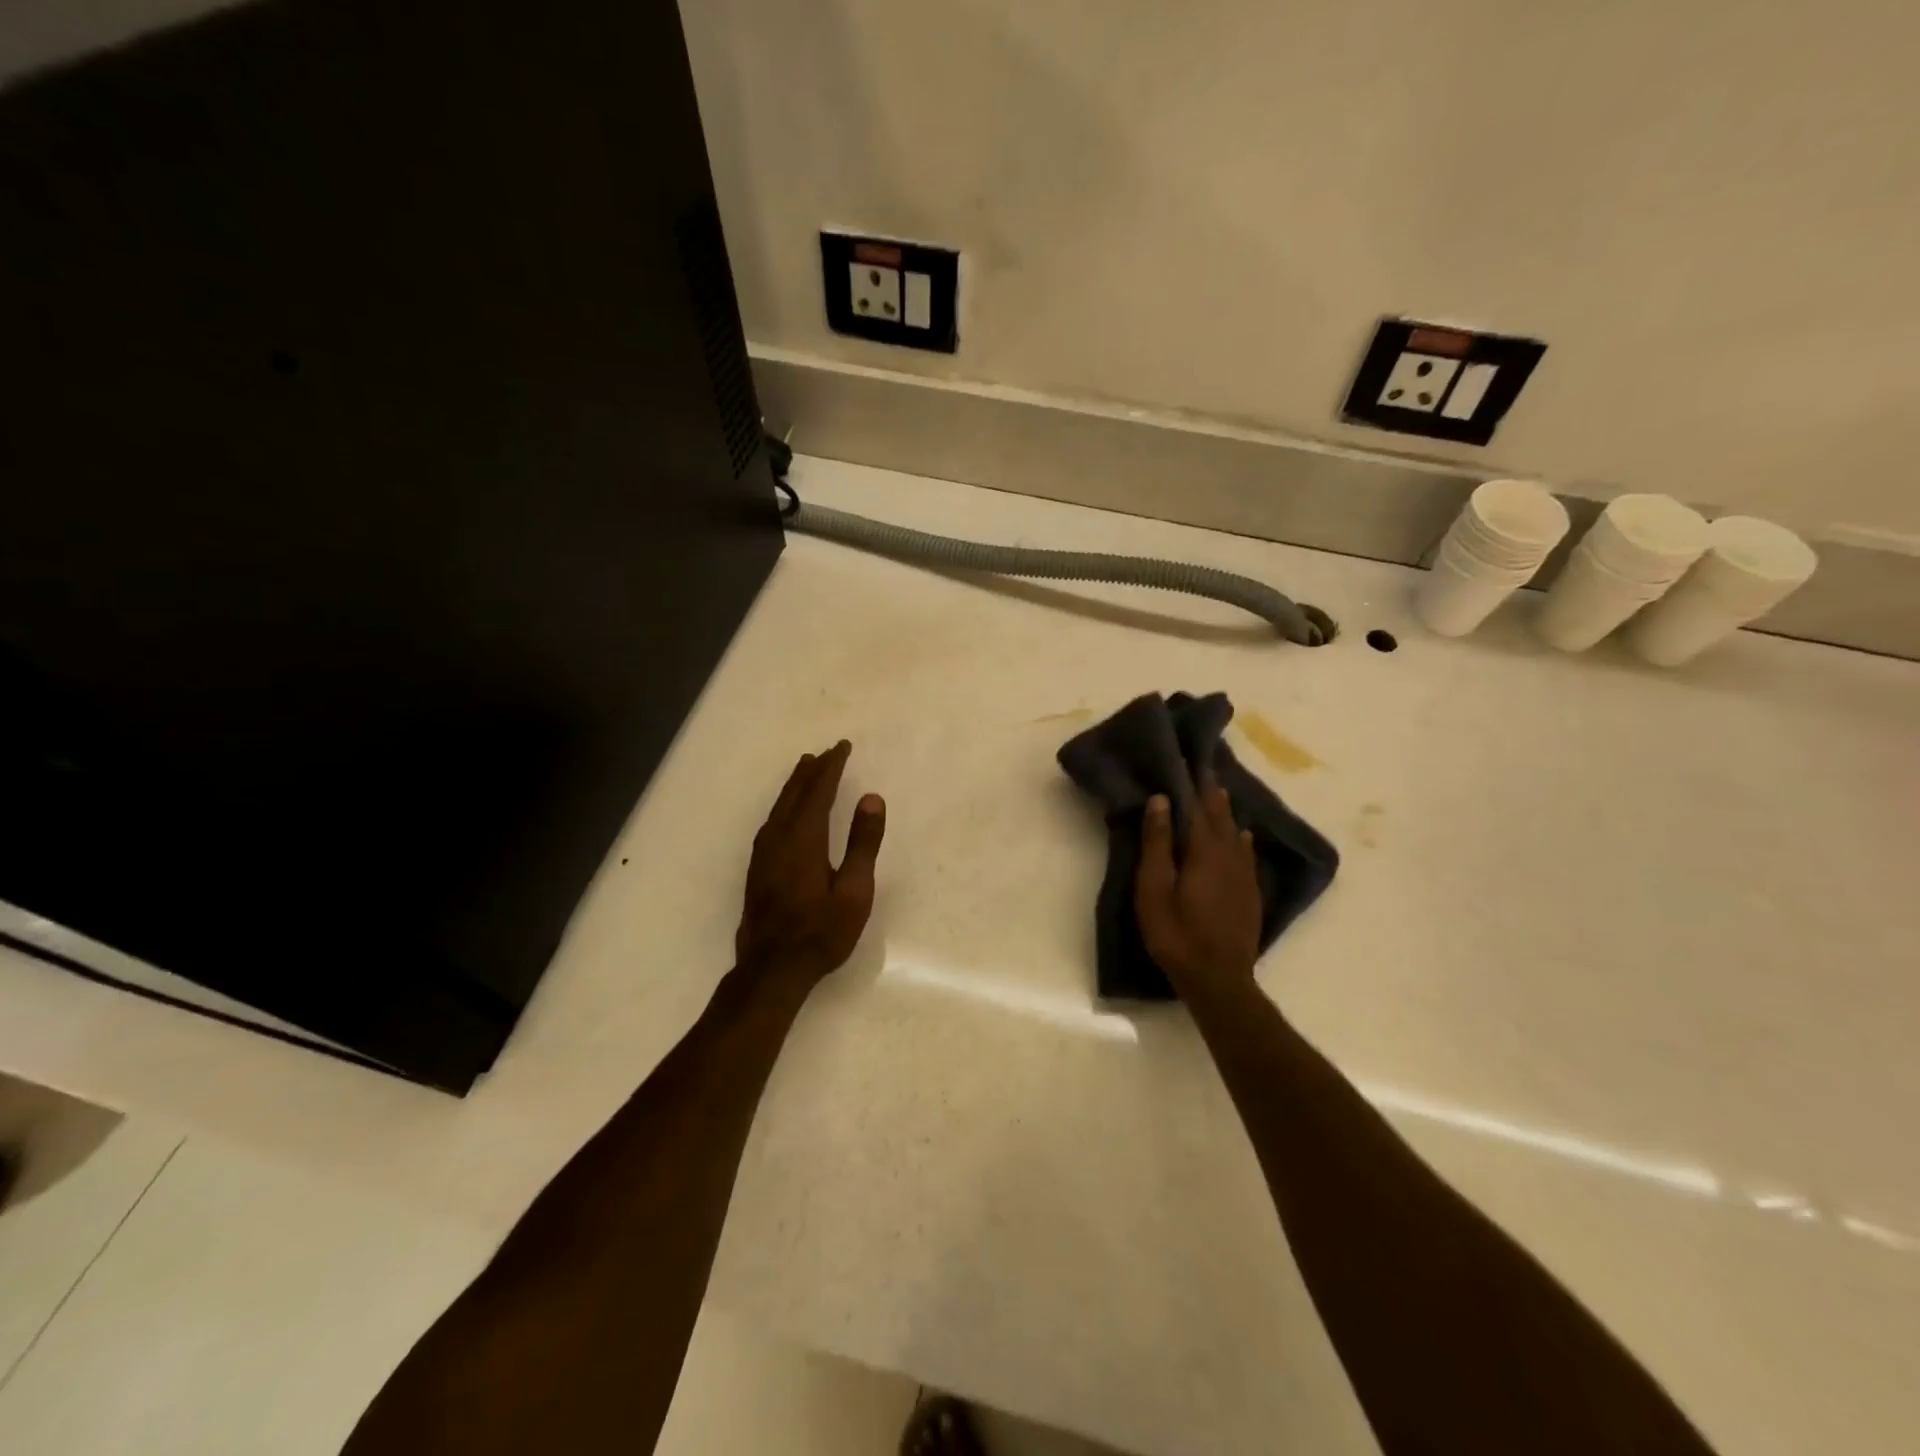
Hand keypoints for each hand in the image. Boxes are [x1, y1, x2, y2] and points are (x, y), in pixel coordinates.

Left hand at [736, 741, 885, 985]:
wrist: (772, 969)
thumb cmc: (821, 932)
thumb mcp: (855, 891)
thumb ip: (863, 843)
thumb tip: (871, 798)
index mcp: (804, 838)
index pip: (818, 791)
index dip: (831, 767)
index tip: (842, 746)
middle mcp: (779, 838)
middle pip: (795, 794)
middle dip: (812, 771)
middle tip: (827, 752)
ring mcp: (763, 854)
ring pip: (779, 807)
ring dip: (795, 785)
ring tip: (806, 769)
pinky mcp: (758, 869)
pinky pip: (771, 822)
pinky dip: (783, 805)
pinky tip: (786, 813)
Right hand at [1135, 777, 1260, 994]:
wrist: (1218, 979)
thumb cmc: (1176, 933)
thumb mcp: (1154, 888)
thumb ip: (1157, 844)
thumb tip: (1161, 800)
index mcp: (1203, 851)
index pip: (1197, 806)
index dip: (1191, 783)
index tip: (1188, 759)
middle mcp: (1229, 856)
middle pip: (1220, 816)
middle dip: (1211, 793)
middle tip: (1205, 769)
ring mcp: (1244, 876)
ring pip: (1236, 833)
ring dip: (1227, 812)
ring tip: (1221, 793)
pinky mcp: (1250, 894)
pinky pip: (1247, 855)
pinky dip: (1242, 839)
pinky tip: (1244, 835)